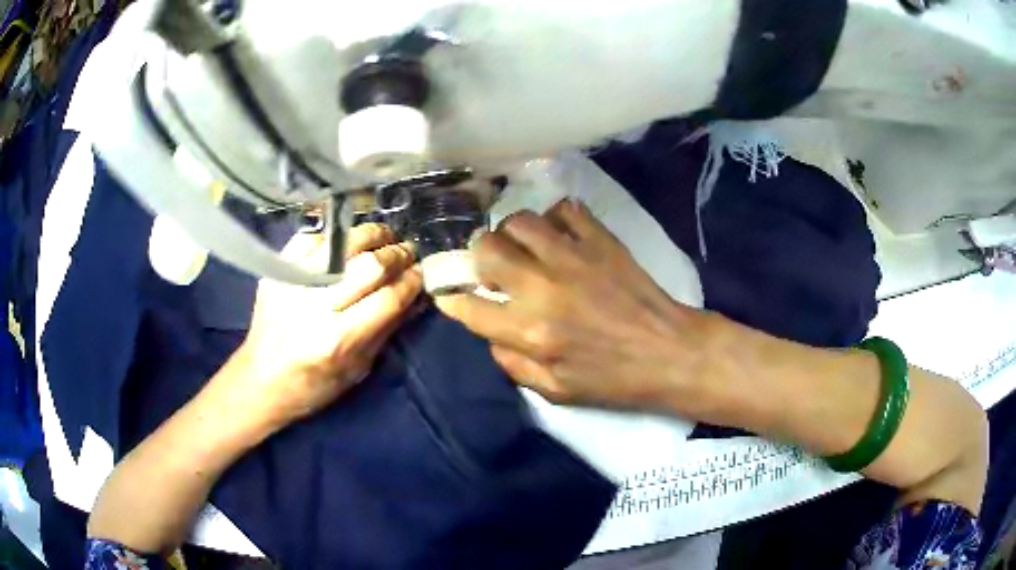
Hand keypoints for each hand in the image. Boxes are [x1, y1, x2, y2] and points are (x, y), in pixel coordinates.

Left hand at [215, 224, 422, 431]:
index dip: (412, 281)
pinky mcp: (276, 271)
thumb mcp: (357, 370)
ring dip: (371, 235)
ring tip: (383, 238)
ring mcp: (292, 283)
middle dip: (396, 254)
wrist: (260, 379)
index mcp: (337, 340)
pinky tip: (345, 243)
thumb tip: (414, 296)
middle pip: (368, 265)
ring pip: (342, 242)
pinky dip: (334, 236)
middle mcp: (313, 306)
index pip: (388, 298)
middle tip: (407, 252)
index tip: (422, 274)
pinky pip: (311, 237)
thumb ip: (386, 329)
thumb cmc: (313, 386)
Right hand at [436, 199, 714, 411]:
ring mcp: (574, 257)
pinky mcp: (601, 240)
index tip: (453, 294)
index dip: (454, 299)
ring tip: (525, 249)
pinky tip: (560, 237)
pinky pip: (565, 210)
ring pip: (520, 221)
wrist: (669, 352)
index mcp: (531, 332)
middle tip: (493, 268)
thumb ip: (513, 364)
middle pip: (486, 249)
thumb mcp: (556, 392)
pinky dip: (555, 219)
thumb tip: (490, 335)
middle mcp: (544, 288)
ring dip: (513, 234)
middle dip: (478, 256)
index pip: (470, 307)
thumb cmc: (614, 379)